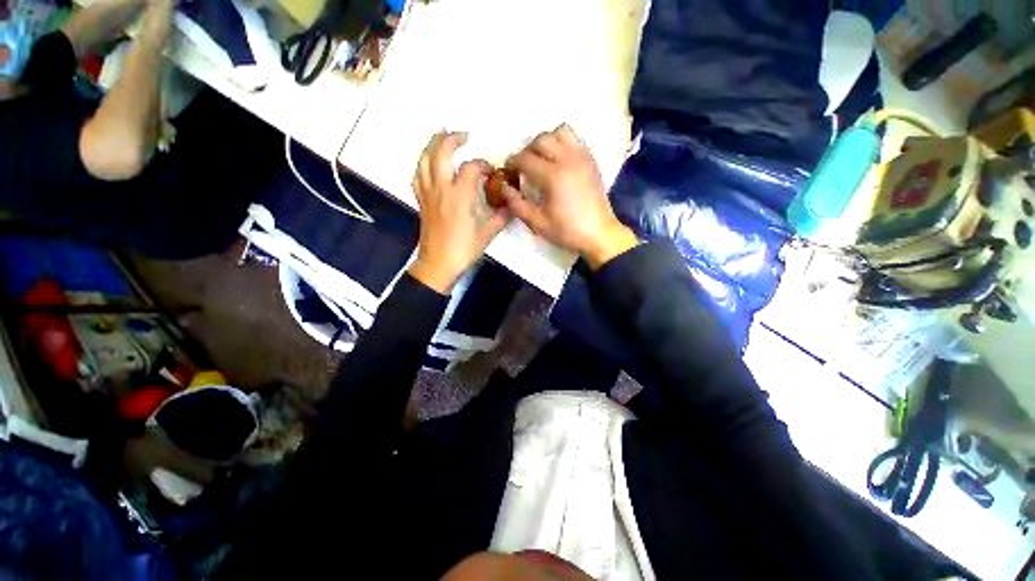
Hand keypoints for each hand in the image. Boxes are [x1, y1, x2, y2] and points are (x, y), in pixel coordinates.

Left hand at [408, 132, 509, 293]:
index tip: (491, 170)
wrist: (437, 265)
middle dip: (452, 138)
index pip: (471, 168)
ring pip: (424, 160)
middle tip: (464, 135)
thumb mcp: (487, 235)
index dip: (482, 164)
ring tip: (444, 141)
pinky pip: (418, 175)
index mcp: (459, 197)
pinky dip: (424, 164)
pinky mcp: (421, 201)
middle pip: (440, 152)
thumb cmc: (462, 250)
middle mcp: (441, 189)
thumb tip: (512, 206)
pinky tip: (432, 165)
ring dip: (433, 145)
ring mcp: (428, 194)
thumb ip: (500, 218)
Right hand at [503, 124, 637, 269]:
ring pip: (560, 131)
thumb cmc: (567, 231)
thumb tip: (504, 188)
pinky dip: (563, 142)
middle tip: (524, 167)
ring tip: (543, 159)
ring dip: (547, 141)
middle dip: (527, 150)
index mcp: (553, 176)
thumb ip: (517, 204)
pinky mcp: (591, 160)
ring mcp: (582, 157)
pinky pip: (575, 138)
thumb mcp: (538, 223)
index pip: (525, 159)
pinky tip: (559, 160)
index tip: (508, 171)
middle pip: (541, 139)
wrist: (599, 234)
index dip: (512, 163)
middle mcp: (568, 159)